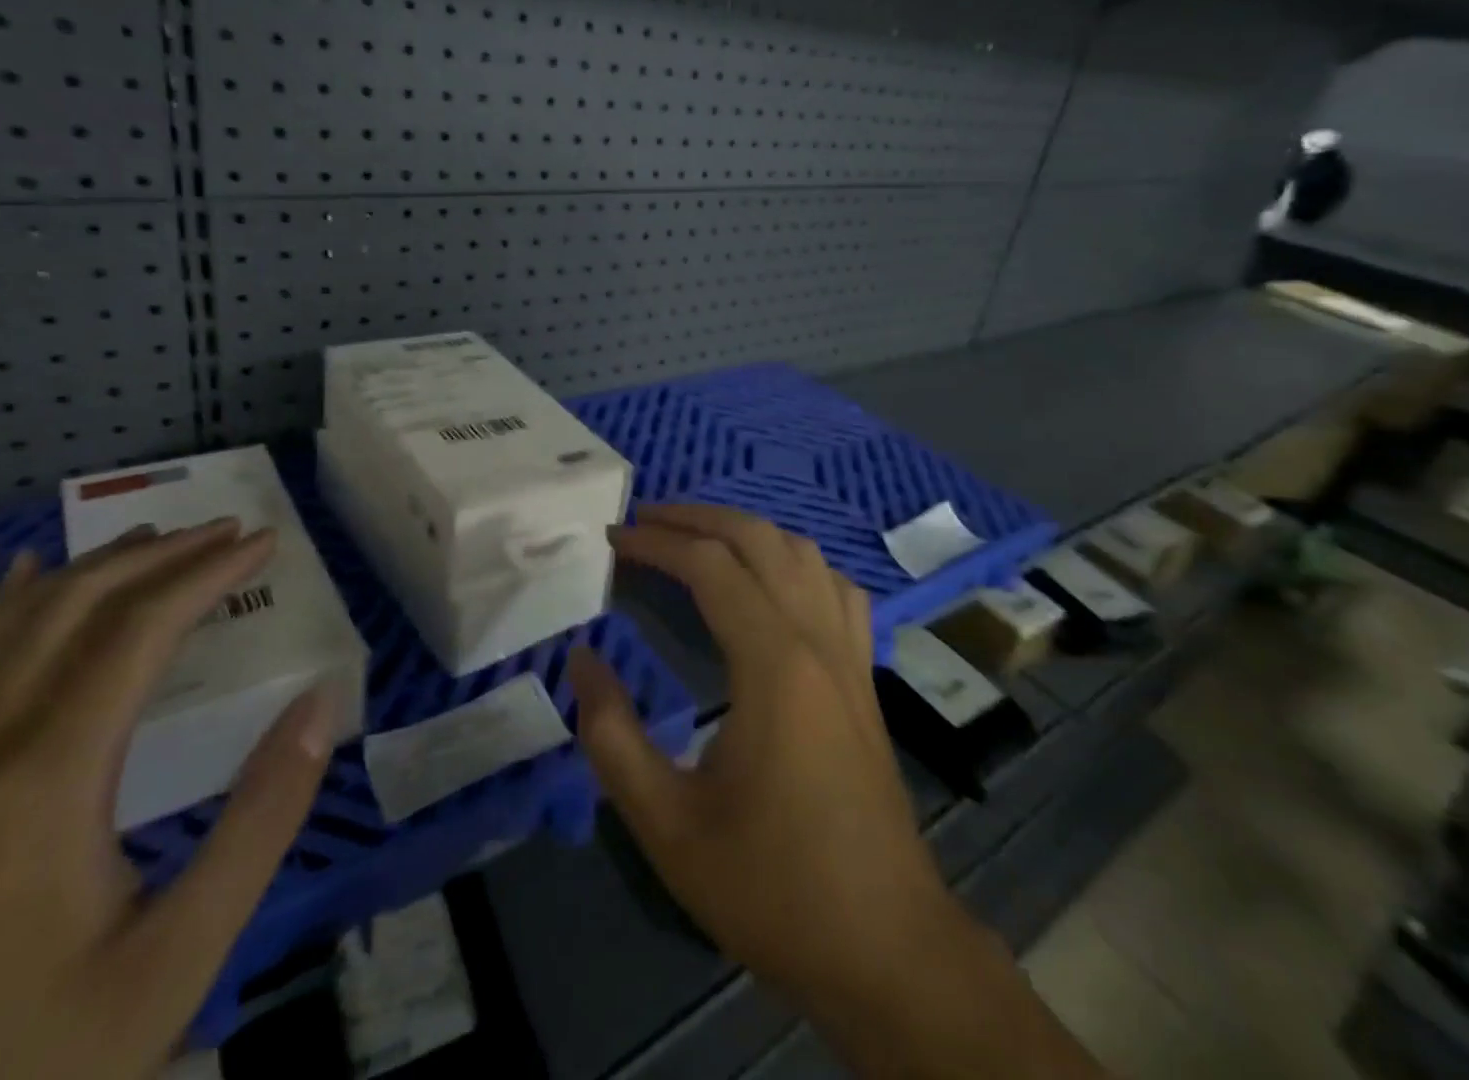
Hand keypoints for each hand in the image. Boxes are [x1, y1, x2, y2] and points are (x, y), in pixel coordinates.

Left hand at [0, 520, 339, 1079]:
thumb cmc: (22, 1064)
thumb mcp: (175, 961)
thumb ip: (259, 822)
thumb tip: (320, 706)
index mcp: (47, 775)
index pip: (140, 628)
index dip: (208, 572)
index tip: (264, 541)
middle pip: (73, 607)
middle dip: (158, 555)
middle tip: (224, 529)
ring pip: (6, 625)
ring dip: (88, 568)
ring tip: (149, 540)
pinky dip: (0, 607)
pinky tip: (20, 585)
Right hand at [570, 507, 950, 1035]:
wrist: (887, 951)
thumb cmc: (772, 887)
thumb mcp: (666, 824)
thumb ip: (611, 735)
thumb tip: (581, 658)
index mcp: (773, 666)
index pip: (710, 566)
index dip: (657, 543)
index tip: (613, 540)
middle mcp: (817, 642)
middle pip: (759, 539)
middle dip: (698, 518)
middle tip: (645, 522)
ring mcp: (850, 656)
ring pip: (803, 554)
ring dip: (746, 531)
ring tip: (696, 540)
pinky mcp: (866, 678)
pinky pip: (835, 589)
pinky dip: (794, 564)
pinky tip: (770, 584)